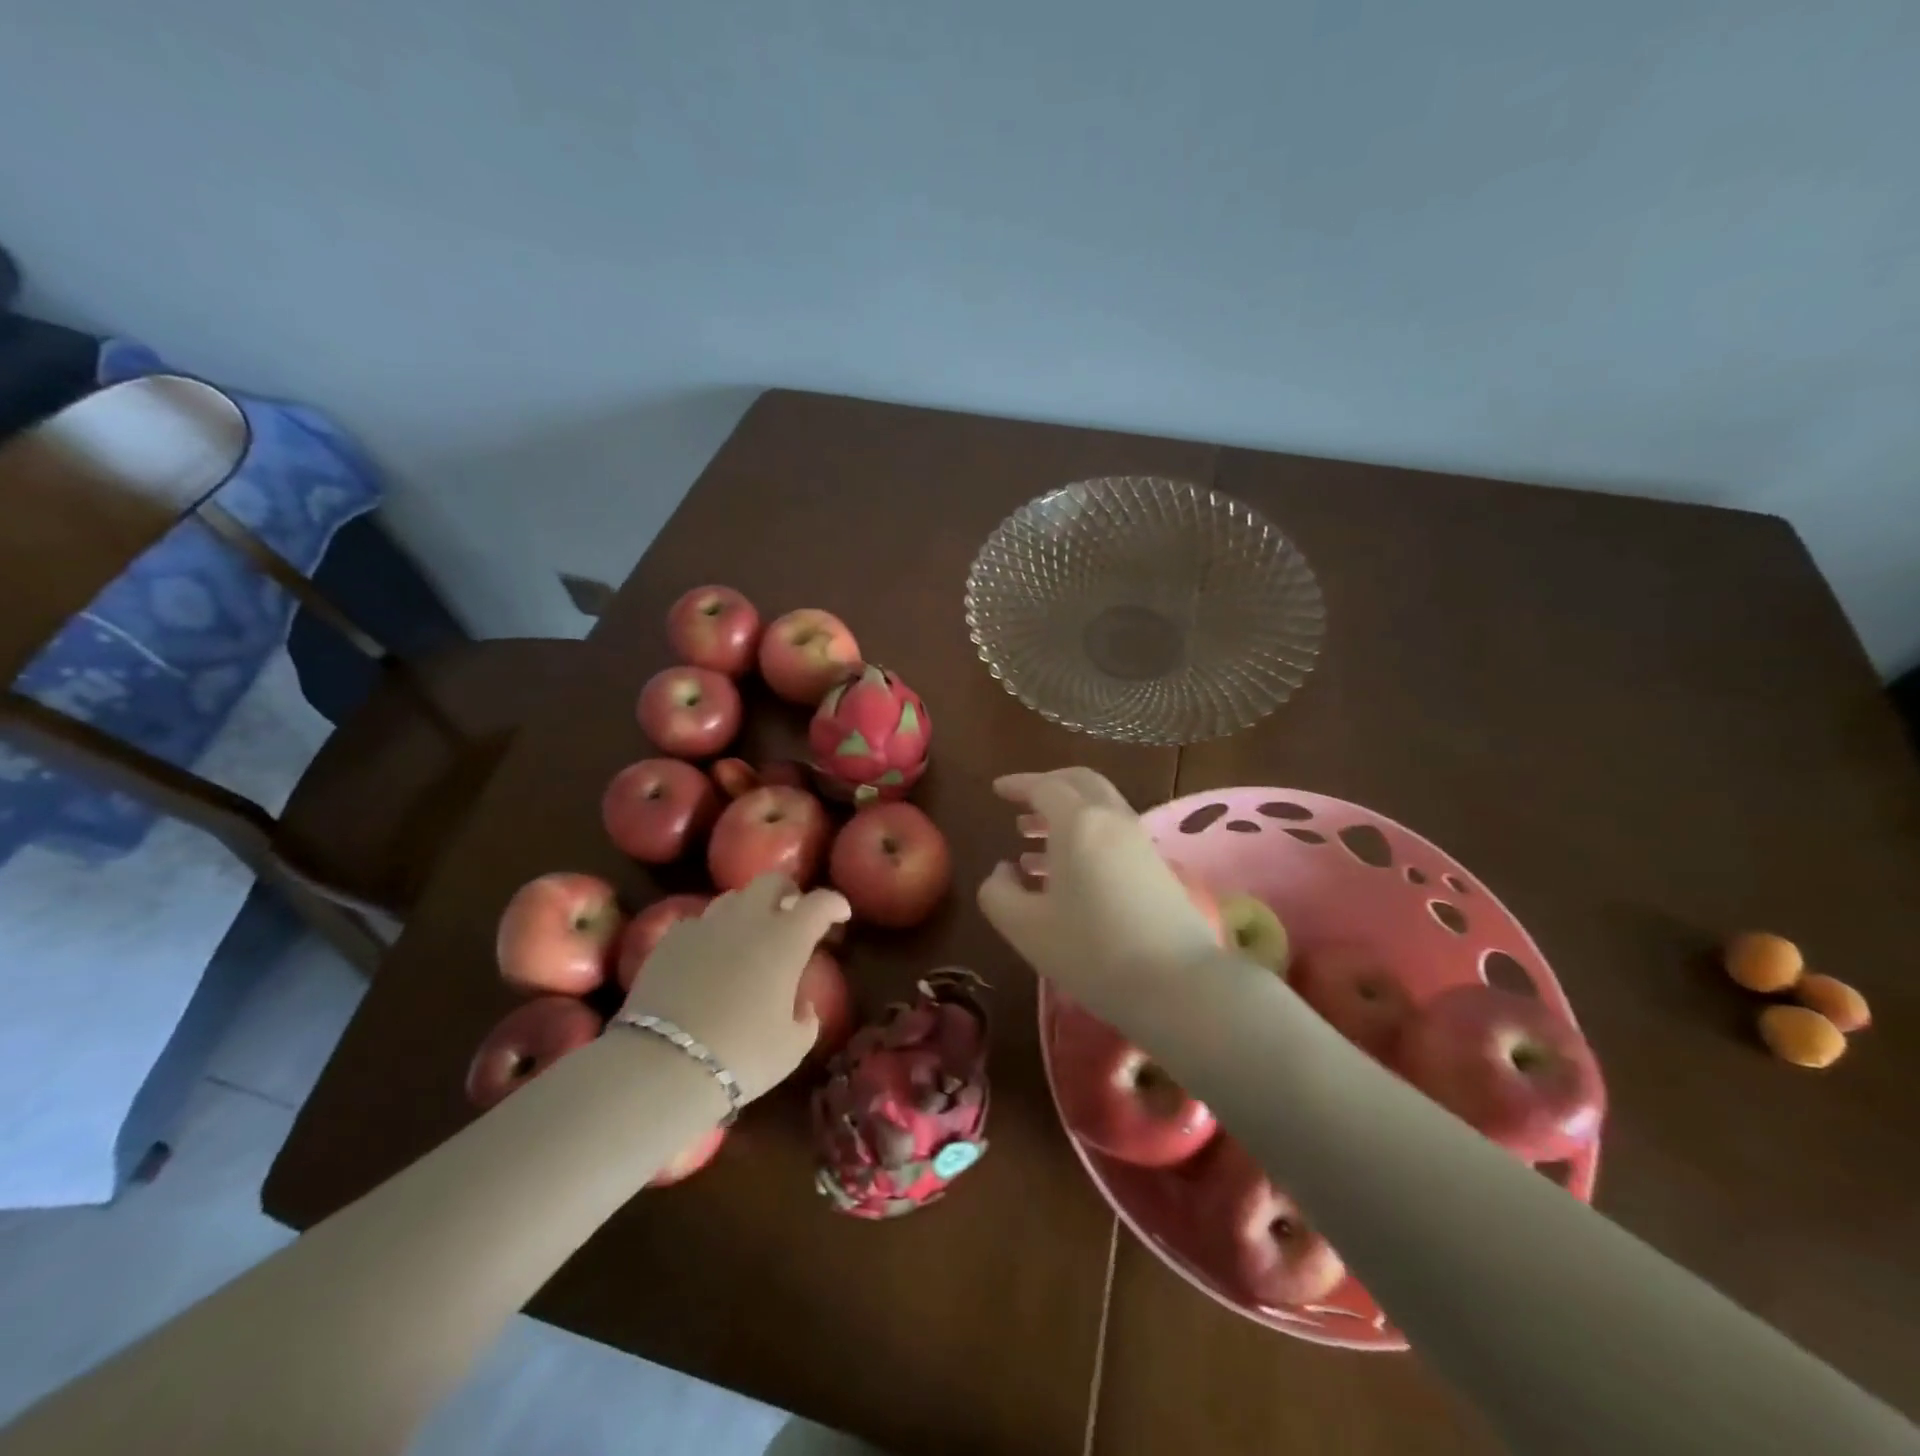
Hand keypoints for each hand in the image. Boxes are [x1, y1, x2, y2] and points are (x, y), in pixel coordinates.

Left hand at [617, 874, 849, 1101]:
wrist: (664, 1065)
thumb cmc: (742, 1055)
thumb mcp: (792, 1047)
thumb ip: (806, 1018)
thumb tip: (802, 1004)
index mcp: (786, 939)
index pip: (820, 902)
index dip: (834, 904)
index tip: (840, 915)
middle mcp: (748, 920)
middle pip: (772, 881)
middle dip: (788, 892)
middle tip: (793, 914)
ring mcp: (705, 925)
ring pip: (733, 897)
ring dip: (749, 909)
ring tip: (749, 935)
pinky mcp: (670, 940)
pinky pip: (699, 922)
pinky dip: (712, 932)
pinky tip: (709, 956)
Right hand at [977, 768, 1219, 1031]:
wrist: (1178, 984)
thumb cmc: (1092, 951)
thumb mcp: (1026, 928)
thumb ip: (998, 893)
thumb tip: (1003, 870)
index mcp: (1078, 823)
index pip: (1045, 787)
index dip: (1019, 785)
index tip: (997, 790)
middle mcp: (1112, 820)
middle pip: (1080, 784)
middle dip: (1048, 787)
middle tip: (1020, 805)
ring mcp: (1140, 842)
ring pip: (1099, 809)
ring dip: (1066, 815)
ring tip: (1031, 842)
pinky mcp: (1156, 867)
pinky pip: (1113, 833)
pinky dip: (1085, 836)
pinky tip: (1066, 874)